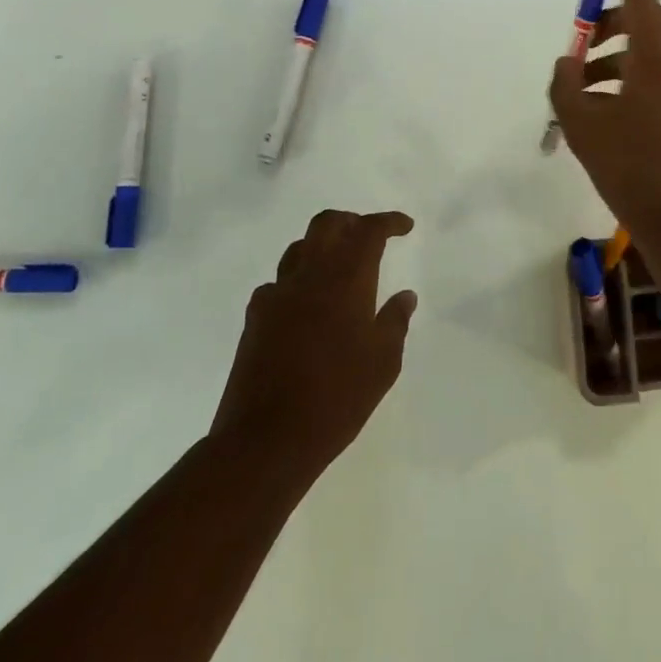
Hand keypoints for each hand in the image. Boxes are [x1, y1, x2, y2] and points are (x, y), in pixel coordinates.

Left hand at [210, 210, 417, 486]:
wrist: (265, 439)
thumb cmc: (337, 399)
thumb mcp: (383, 364)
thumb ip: (395, 322)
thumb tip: (405, 296)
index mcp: (346, 280)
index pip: (368, 230)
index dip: (388, 222)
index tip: (405, 226)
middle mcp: (309, 276)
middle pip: (327, 224)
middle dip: (351, 221)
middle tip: (369, 236)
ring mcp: (276, 295)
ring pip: (300, 248)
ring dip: (323, 246)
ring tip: (339, 266)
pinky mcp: (255, 318)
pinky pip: (278, 283)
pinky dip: (298, 281)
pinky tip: (306, 305)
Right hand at [549, 0, 660, 239]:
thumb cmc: (630, 168)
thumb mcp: (581, 125)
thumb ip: (565, 84)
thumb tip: (568, 63)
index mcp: (657, 53)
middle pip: (643, 18)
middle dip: (605, 24)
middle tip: (576, 50)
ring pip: (649, 50)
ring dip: (613, 57)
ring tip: (580, 93)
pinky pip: (659, 74)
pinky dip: (629, 77)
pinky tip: (606, 111)